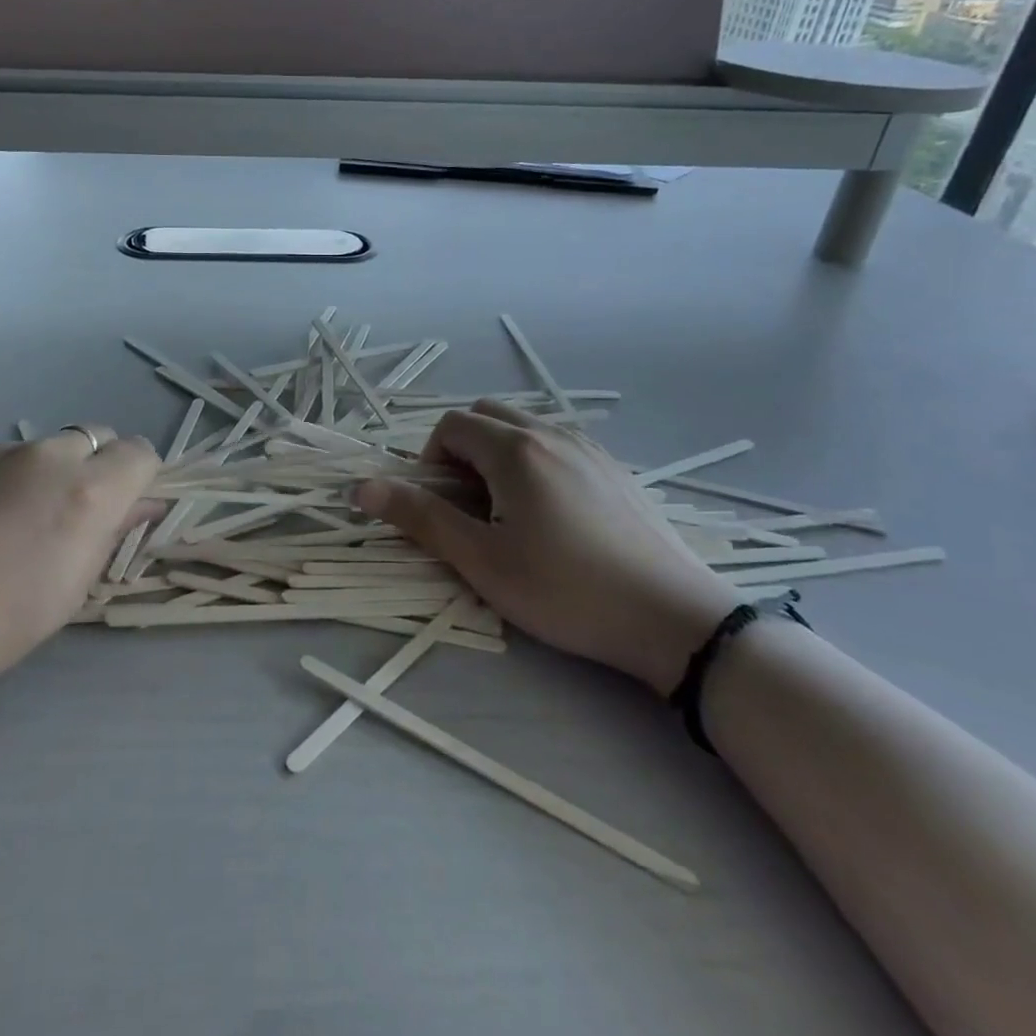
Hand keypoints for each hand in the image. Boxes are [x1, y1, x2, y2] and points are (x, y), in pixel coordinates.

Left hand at [0, 427, 158, 722]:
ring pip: (41, 449)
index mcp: (85, 492)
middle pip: (94, 438)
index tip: (119, 516)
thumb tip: (135, 507)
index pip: (140, 453)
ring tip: (0, 531)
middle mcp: (45, 455)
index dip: (138, 481)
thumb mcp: (63, 596)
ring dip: (42, 476)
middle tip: (66, 521)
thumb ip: (106, 539)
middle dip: (96, 469)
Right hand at [356, 403, 737, 696]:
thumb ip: (420, 518)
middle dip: (461, 450)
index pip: (451, 426)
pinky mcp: (616, 470)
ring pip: (524, 428)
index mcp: (516, 450)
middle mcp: (553, 434)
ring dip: (498, 455)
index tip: (439, 506)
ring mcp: (590, 449)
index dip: (430, 460)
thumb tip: (361, 489)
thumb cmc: (566, 591)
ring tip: (507, 512)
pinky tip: (551, 516)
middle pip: (487, 416)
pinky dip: (534, 462)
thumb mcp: (482, 561)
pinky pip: (557, 445)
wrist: (674, 620)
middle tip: (468, 505)